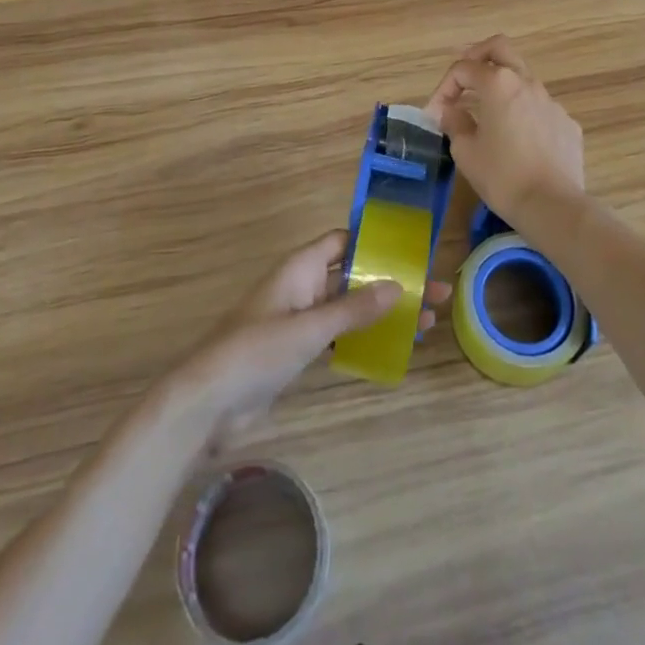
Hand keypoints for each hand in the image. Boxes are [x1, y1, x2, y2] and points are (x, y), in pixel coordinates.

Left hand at [179, 230, 451, 447]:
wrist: (208, 403)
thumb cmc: (255, 352)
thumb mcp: (308, 328)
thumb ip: (352, 309)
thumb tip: (398, 285)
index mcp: (301, 268)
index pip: (343, 241)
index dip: (375, 241)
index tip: (413, 249)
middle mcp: (303, 286)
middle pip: (354, 275)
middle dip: (391, 282)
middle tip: (435, 291)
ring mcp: (300, 319)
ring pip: (350, 307)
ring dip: (382, 312)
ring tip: (425, 322)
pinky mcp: (297, 350)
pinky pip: (339, 334)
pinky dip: (363, 337)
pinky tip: (391, 349)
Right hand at [424, 35, 584, 223]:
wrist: (553, 206)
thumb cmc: (502, 176)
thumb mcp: (465, 151)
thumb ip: (454, 122)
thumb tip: (450, 111)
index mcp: (498, 83)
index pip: (463, 68)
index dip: (443, 88)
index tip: (435, 115)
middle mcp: (526, 82)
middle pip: (499, 48)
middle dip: (476, 56)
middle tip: (463, 78)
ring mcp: (551, 101)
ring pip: (522, 77)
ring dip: (501, 86)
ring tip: (487, 113)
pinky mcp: (566, 122)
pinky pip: (540, 106)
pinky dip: (523, 112)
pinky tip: (518, 140)